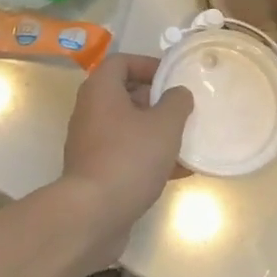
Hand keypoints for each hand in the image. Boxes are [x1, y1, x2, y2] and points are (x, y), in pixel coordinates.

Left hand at [57, 53, 192, 260]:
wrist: (92, 214)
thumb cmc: (129, 157)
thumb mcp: (164, 125)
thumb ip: (176, 102)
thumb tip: (178, 93)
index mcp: (100, 90)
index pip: (121, 62)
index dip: (147, 64)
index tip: (172, 77)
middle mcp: (90, 111)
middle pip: (124, 94)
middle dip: (156, 100)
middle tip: (182, 109)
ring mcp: (90, 143)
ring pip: (127, 127)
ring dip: (155, 131)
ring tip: (186, 140)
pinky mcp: (95, 171)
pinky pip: (125, 153)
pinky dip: (148, 157)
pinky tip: (177, 171)